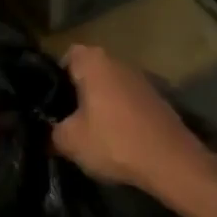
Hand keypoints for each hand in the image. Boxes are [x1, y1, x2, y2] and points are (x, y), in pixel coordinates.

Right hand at [51, 44, 212, 197]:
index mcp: (96, 62)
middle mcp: (120, 62)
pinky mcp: (158, 99)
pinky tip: (115, 138)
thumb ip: (51, 132)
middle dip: (77, 91)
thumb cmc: (114, 142)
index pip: (68, 55)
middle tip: (64, 118)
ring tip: (88, 131)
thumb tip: (46, 133)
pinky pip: (128, 100)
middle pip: (90, 70)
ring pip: (110, 86)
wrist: (170, 161)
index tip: (49, 100)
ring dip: (100, 103)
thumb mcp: (70, 141)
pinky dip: (119, 113)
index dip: (55, 75)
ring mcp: (142, 79)